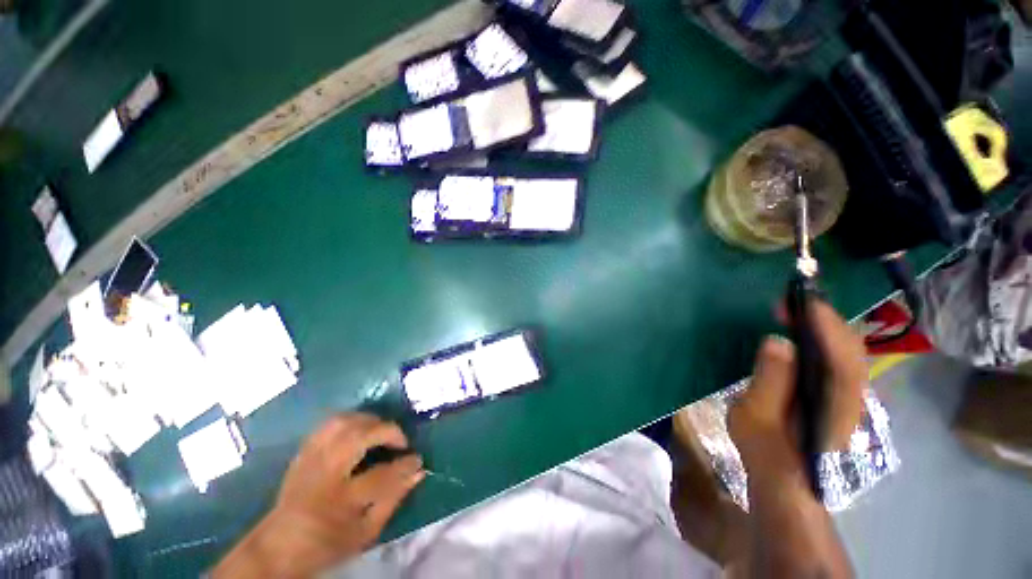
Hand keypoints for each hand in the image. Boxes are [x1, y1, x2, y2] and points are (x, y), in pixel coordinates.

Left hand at [214, 413, 424, 577]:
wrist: (277, 546)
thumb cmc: (327, 544)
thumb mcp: (365, 533)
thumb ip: (394, 500)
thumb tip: (418, 472)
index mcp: (339, 502)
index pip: (381, 476)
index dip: (405, 464)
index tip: (418, 458)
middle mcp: (323, 475)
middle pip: (358, 438)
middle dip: (387, 431)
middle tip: (400, 440)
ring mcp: (311, 459)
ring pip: (342, 423)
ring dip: (369, 420)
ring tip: (382, 431)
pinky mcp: (304, 452)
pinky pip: (329, 424)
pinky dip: (350, 419)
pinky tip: (361, 428)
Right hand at [727, 301, 862, 578]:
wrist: (787, 480)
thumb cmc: (767, 450)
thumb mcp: (756, 417)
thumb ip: (770, 381)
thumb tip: (778, 341)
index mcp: (832, 403)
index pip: (840, 355)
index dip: (823, 324)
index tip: (799, 300)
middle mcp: (851, 396)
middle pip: (850, 348)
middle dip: (823, 319)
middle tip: (789, 303)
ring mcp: (849, 396)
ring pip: (849, 351)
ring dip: (825, 326)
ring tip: (794, 312)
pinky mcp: (840, 396)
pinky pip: (840, 358)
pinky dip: (826, 339)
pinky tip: (804, 335)